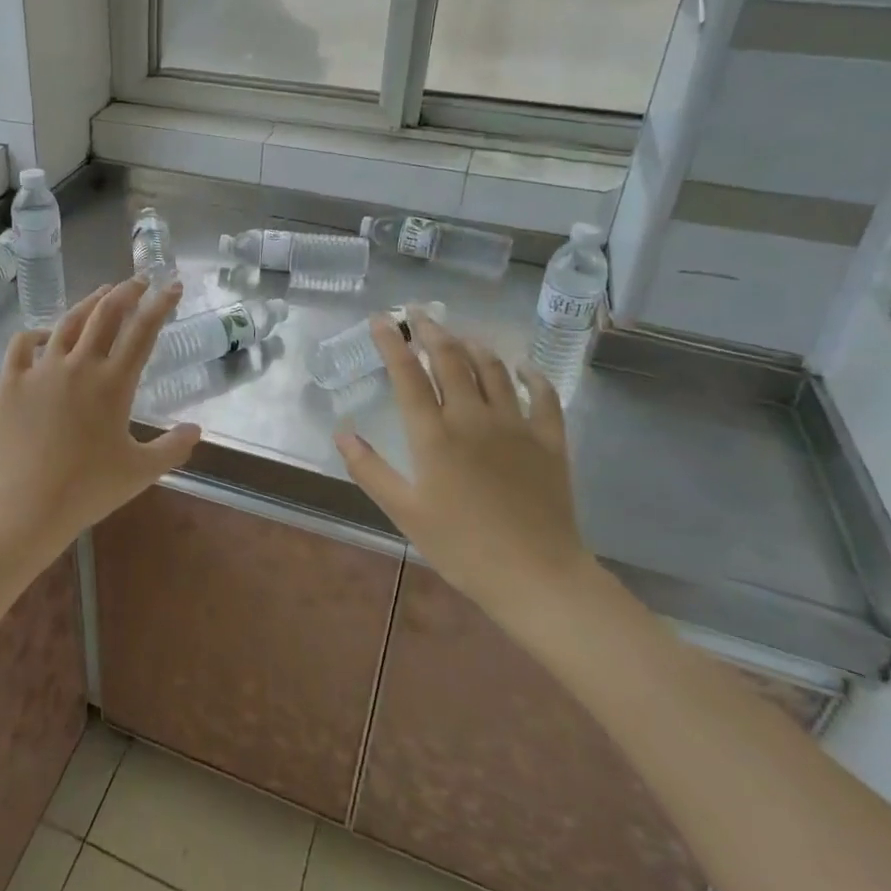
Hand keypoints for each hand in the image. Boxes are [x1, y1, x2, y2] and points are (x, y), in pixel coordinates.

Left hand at [0, 278, 201, 553]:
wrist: (24, 506)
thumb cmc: (86, 490)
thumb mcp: (140, 472)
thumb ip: (173, 448)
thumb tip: (197, 429)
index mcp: (113, 383)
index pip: (143, 331)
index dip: (161, 304)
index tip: (172, 285)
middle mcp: (79, 365)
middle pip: (106, 314)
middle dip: (126, 292)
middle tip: (138, 281)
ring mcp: (41, 369)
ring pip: (68, 321)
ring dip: (89, 302)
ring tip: (102, 293)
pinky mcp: (11, 380)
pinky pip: (23, 343)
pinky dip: (37, 332)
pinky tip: (46, 335)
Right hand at [333, 314, 598, 636]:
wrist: (537, 576)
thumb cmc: (461, 547)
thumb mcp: (404, 512)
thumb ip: (369, 469)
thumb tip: (341, 432)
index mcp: (434, 434)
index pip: (408, 373)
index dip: (392, 342)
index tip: (381, 319)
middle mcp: (472, 417)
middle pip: (451, 359)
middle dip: (431, 330)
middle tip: (418, 313)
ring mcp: (515, 425)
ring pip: (493, 368)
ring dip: (473, 345)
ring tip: (459, 335)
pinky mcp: (549, 440)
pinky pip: (543, 396)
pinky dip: (531, 375)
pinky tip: (522, 367)